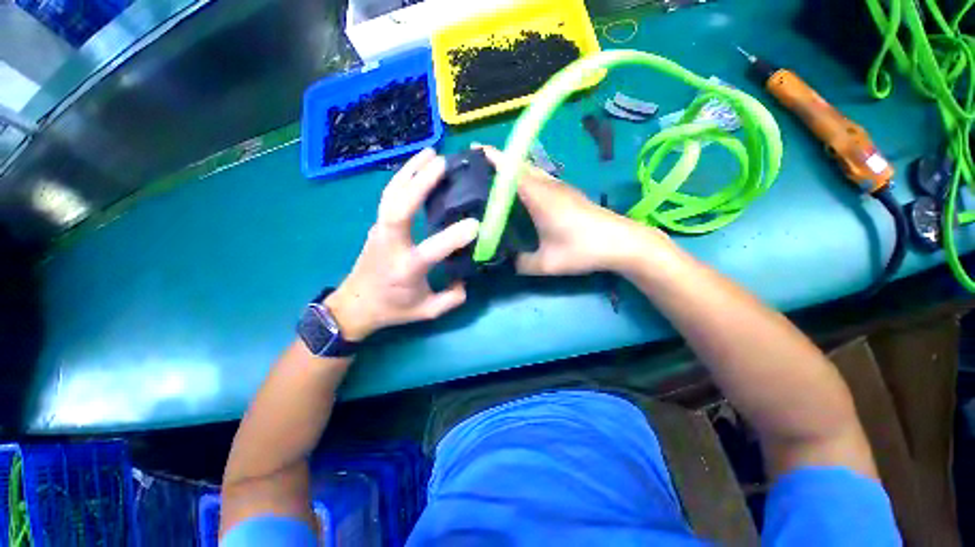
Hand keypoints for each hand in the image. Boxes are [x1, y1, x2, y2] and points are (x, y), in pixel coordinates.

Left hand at [325, 149, 478, 340]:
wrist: (354, 305)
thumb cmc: (392, 309)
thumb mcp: (427, 311)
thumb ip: (452, 298)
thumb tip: (467, 278)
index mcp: (405, 269)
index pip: (431, 250)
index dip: (452, 237)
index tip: (475, 225)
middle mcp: (390, 246)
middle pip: (399, 208)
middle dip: (419, 183)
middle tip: (442, 163)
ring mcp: (379, 231)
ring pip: (390, 195)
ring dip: (409, 172)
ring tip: (429, 153)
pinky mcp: (377, 225)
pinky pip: (389, 197)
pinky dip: (402, 178)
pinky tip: (415, 167)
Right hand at [478, 145, 666, 275]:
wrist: (622, 243)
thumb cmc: (583, 249)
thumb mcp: (547, 263)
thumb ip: (521, 263)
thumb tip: (505, 261)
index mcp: (539, 196)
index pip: (511, 171)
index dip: (492, 158)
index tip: (473, 150)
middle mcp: (548, 186)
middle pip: (519, 166)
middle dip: (498, 162)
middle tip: (476, 168)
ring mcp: (560, 188)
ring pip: (530, 172)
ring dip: (512, 171)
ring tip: (493, 180)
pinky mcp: (567, 194)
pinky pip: (540, 180)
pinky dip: (524, 181)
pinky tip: (519, 195)